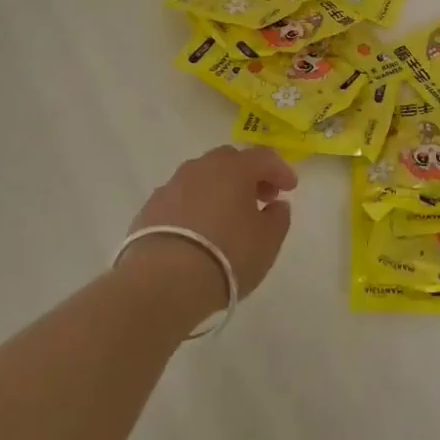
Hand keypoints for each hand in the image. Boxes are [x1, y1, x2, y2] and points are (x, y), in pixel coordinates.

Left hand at [118, 146, 297, 323]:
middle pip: (229, 161)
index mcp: (234, 168)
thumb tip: (276, 205)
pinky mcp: (149, 208)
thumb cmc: (226, 255)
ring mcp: (172, 186)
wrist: (163, 282)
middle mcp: (201, 168)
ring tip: (226, 217)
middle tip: (258, 198)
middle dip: (247, 175)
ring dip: (218, 189)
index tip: (290, 188)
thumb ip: (278, 218)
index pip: (264, 157)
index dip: (280, 170)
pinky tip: (196, 231)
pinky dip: (193, 206)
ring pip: (201, 177)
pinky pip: (180, 198)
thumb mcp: (267, 241)